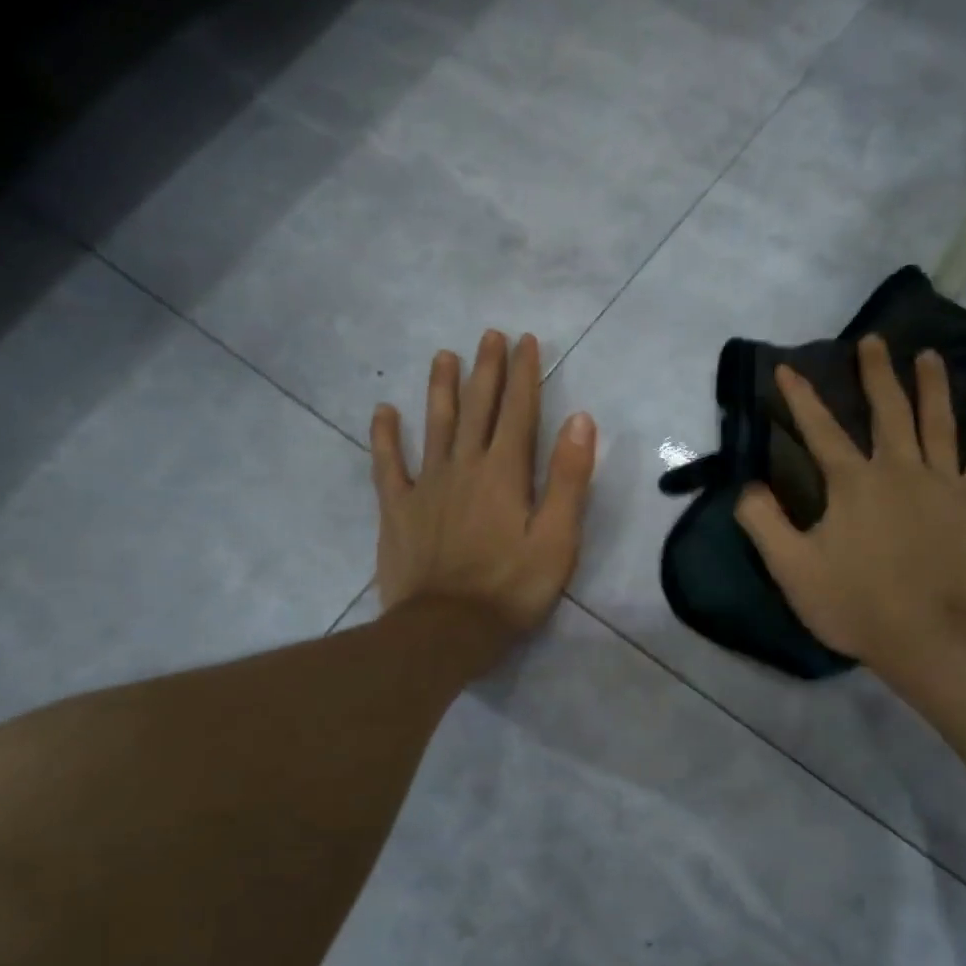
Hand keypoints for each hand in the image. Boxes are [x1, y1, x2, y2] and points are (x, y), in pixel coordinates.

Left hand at [370, 330, 596, 642]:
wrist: (446, 630)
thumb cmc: (511, 587)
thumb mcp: (557, 538)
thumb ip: (568, 478)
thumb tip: (581, 420)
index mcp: (505, 473)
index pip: (519, 412)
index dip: (523, 374)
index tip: (525, 342)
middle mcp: (465, 466)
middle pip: (477, 408)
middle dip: (486, 370)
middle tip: (489, 335)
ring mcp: (427, 485)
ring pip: (435, 425)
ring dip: (441, 388)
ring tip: (444, 356)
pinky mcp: (399, 509)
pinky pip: (389, 464)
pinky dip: (385, 436)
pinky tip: (384, 412)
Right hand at [734, 335, 965, 685]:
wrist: (929, 639)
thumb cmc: (856, 605)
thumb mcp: (792, 569)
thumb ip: (764, 523)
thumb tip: (747, 486)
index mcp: (853, 483)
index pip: (821, 430)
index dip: (801, 398)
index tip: (789, 368)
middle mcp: (901, 469)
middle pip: (889, 410)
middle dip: (877, 373)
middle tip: (874, 342)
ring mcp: (946, 483)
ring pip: (939, 422)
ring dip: (933, 386)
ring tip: (929, 356)